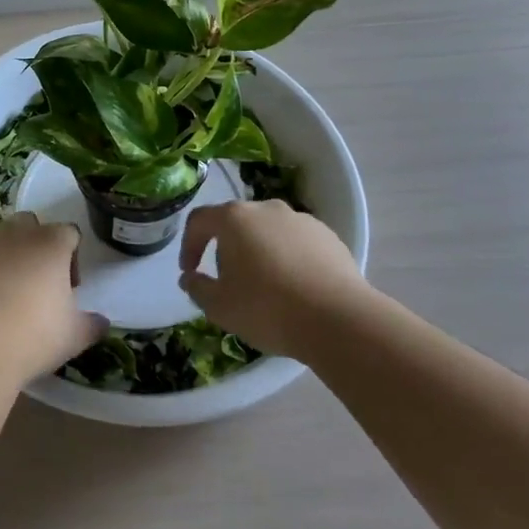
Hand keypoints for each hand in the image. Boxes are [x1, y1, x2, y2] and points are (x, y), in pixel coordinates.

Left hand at [0, 214, 108, 385]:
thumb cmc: (33, 336)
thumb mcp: (74, 336)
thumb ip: (92, 324)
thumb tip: (101, 322)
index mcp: (50, 243)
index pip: (69, 233)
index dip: (72, 257)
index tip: (69, 287)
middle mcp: (13, 233)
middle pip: (29, 224)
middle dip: (35, 245)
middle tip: (36, 282)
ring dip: (2, 255)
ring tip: (1, 292)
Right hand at [178, 200, 362, 356]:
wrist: (339, 320)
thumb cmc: (267, 308)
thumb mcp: (219, 307)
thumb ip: (197, 288)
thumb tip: (190, 278)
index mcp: (234, 218)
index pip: (199, 221)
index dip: (189, 246)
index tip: (190, 272)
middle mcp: (266, 208)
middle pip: (236, 224)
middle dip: (227, 249)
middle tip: (229, 282)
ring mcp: (300, 220)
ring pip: (269, 232)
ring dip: (260, 253)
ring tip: (266, 288)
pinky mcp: (329, 237)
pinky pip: (297, 244)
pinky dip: (290, 260)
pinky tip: (296, 289)